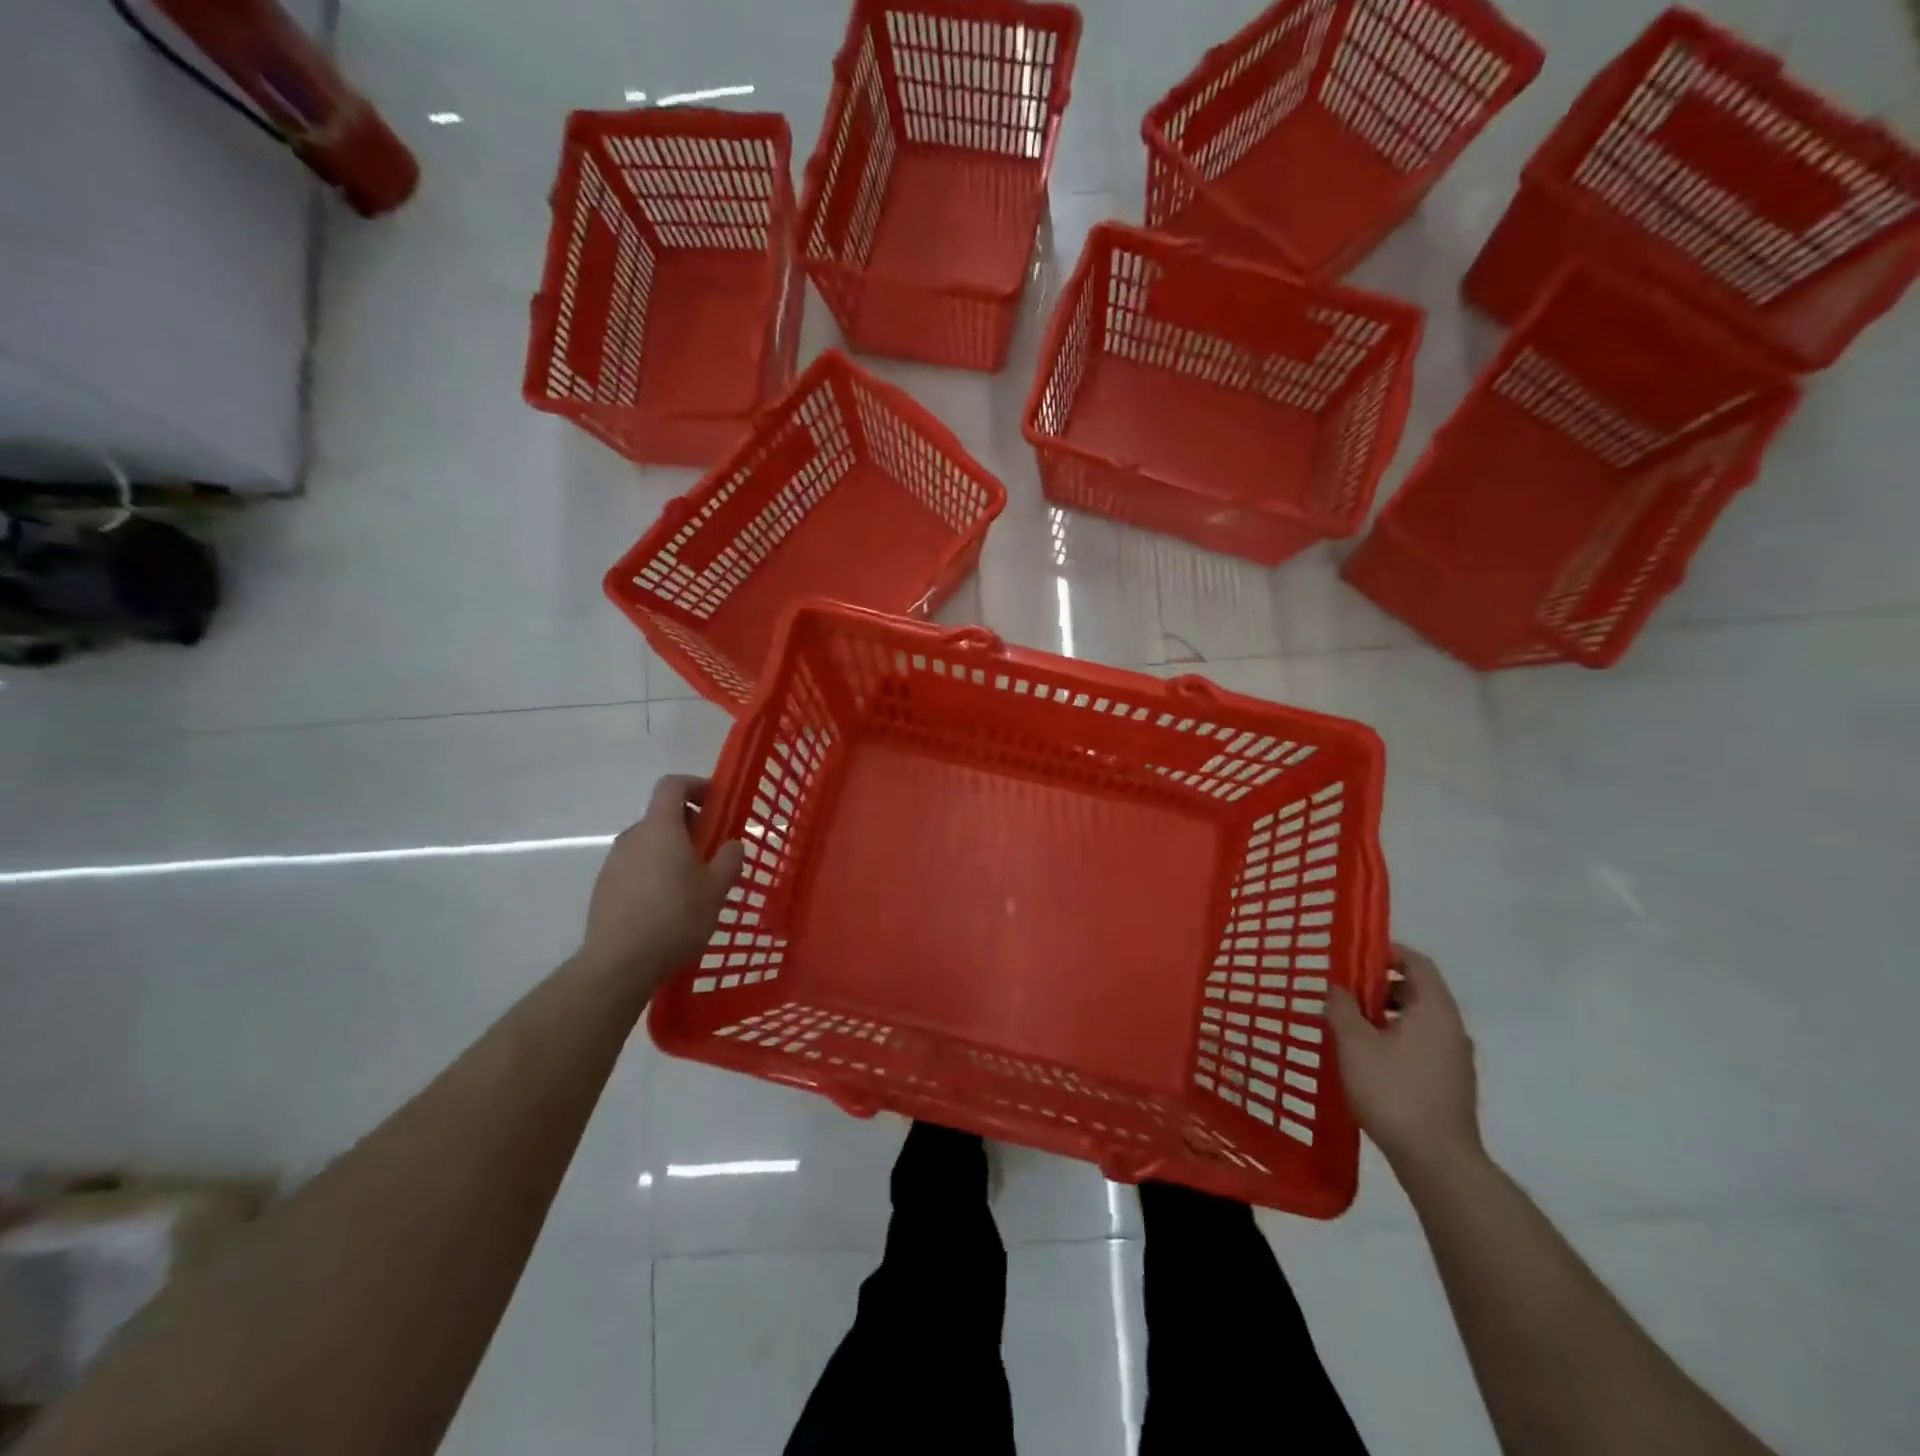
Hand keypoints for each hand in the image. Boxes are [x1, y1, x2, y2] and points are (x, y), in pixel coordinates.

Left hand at [577, 775, 744, 989]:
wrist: (619, 963)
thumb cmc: (675, 917)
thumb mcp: (716, 889)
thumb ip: (729, 860)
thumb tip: (732, 844)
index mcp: (661, 828)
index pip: (672, 785)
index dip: (695, 785)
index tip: (715, 802)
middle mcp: (632, 837)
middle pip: (661, 816)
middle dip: (689, 826)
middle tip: (711, 851)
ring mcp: (613, 863)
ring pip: (648, 844)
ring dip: (670, 852)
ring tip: (691, 884)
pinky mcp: (603, 889)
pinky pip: (634, 868)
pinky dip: (653, 874)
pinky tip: (667, 906)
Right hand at [1327, 942, 1481, 1175]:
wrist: (1438, 1162)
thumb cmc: (1394, 1092)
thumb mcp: (1355, 1044)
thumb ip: (1342, 1009)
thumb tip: (1337, 989)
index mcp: (1435, 1010)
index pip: (1417, 963)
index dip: (1387, 952)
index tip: (1355, 955)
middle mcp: (1452, 1029)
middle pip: (1418, 990)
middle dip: (1379, 985)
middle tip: (1344, 990)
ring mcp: (1454, 1059)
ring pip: (1418, 1020)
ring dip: (1385, 1014)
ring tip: (1349, 1024)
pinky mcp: (1449, 1083)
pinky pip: (1421, 1044)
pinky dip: (1395, 1037)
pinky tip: (1367, 1057)